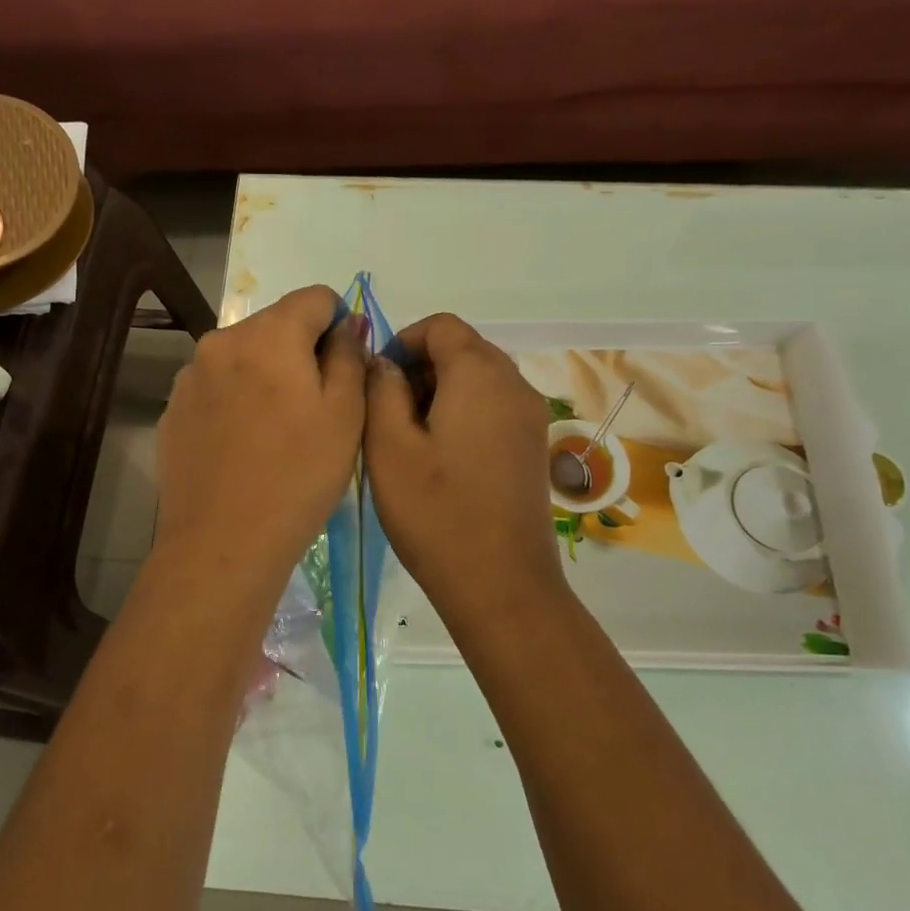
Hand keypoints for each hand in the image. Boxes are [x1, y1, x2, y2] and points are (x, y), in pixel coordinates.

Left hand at [155, 285, 366, 582]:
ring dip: (266, 375)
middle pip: (275, 325)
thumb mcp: (346, 415)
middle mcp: (222, 341)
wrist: (223, 543)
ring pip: (243, 357)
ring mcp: (190, 377)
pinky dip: (236, 401)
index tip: (344, 368)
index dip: (339, 324)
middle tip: (316, 408)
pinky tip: (244, 447)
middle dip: (300, 352)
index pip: (315, 297)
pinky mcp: (173, 410)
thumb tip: (345, 325)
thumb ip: (349, 356)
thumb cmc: (298, 477)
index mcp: (268, 335)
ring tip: (277, 431)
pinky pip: (217, 388)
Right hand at [363, 314, 567, 634]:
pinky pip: (494, 407)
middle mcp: (514, 384)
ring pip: (479, 379)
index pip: (441, 326)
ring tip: (408, 438)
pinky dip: (463, 413)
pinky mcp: (533, 446)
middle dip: (420, 368)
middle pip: (463, 349)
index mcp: (480, 373)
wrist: (501, 584)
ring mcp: (530, 416)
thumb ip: (380, 390)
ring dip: (440, 392)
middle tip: (386, 413)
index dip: (403, 341)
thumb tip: (384, 364)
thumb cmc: (436, 512)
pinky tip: (440, 457)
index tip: (375, 380)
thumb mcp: (389, 447)